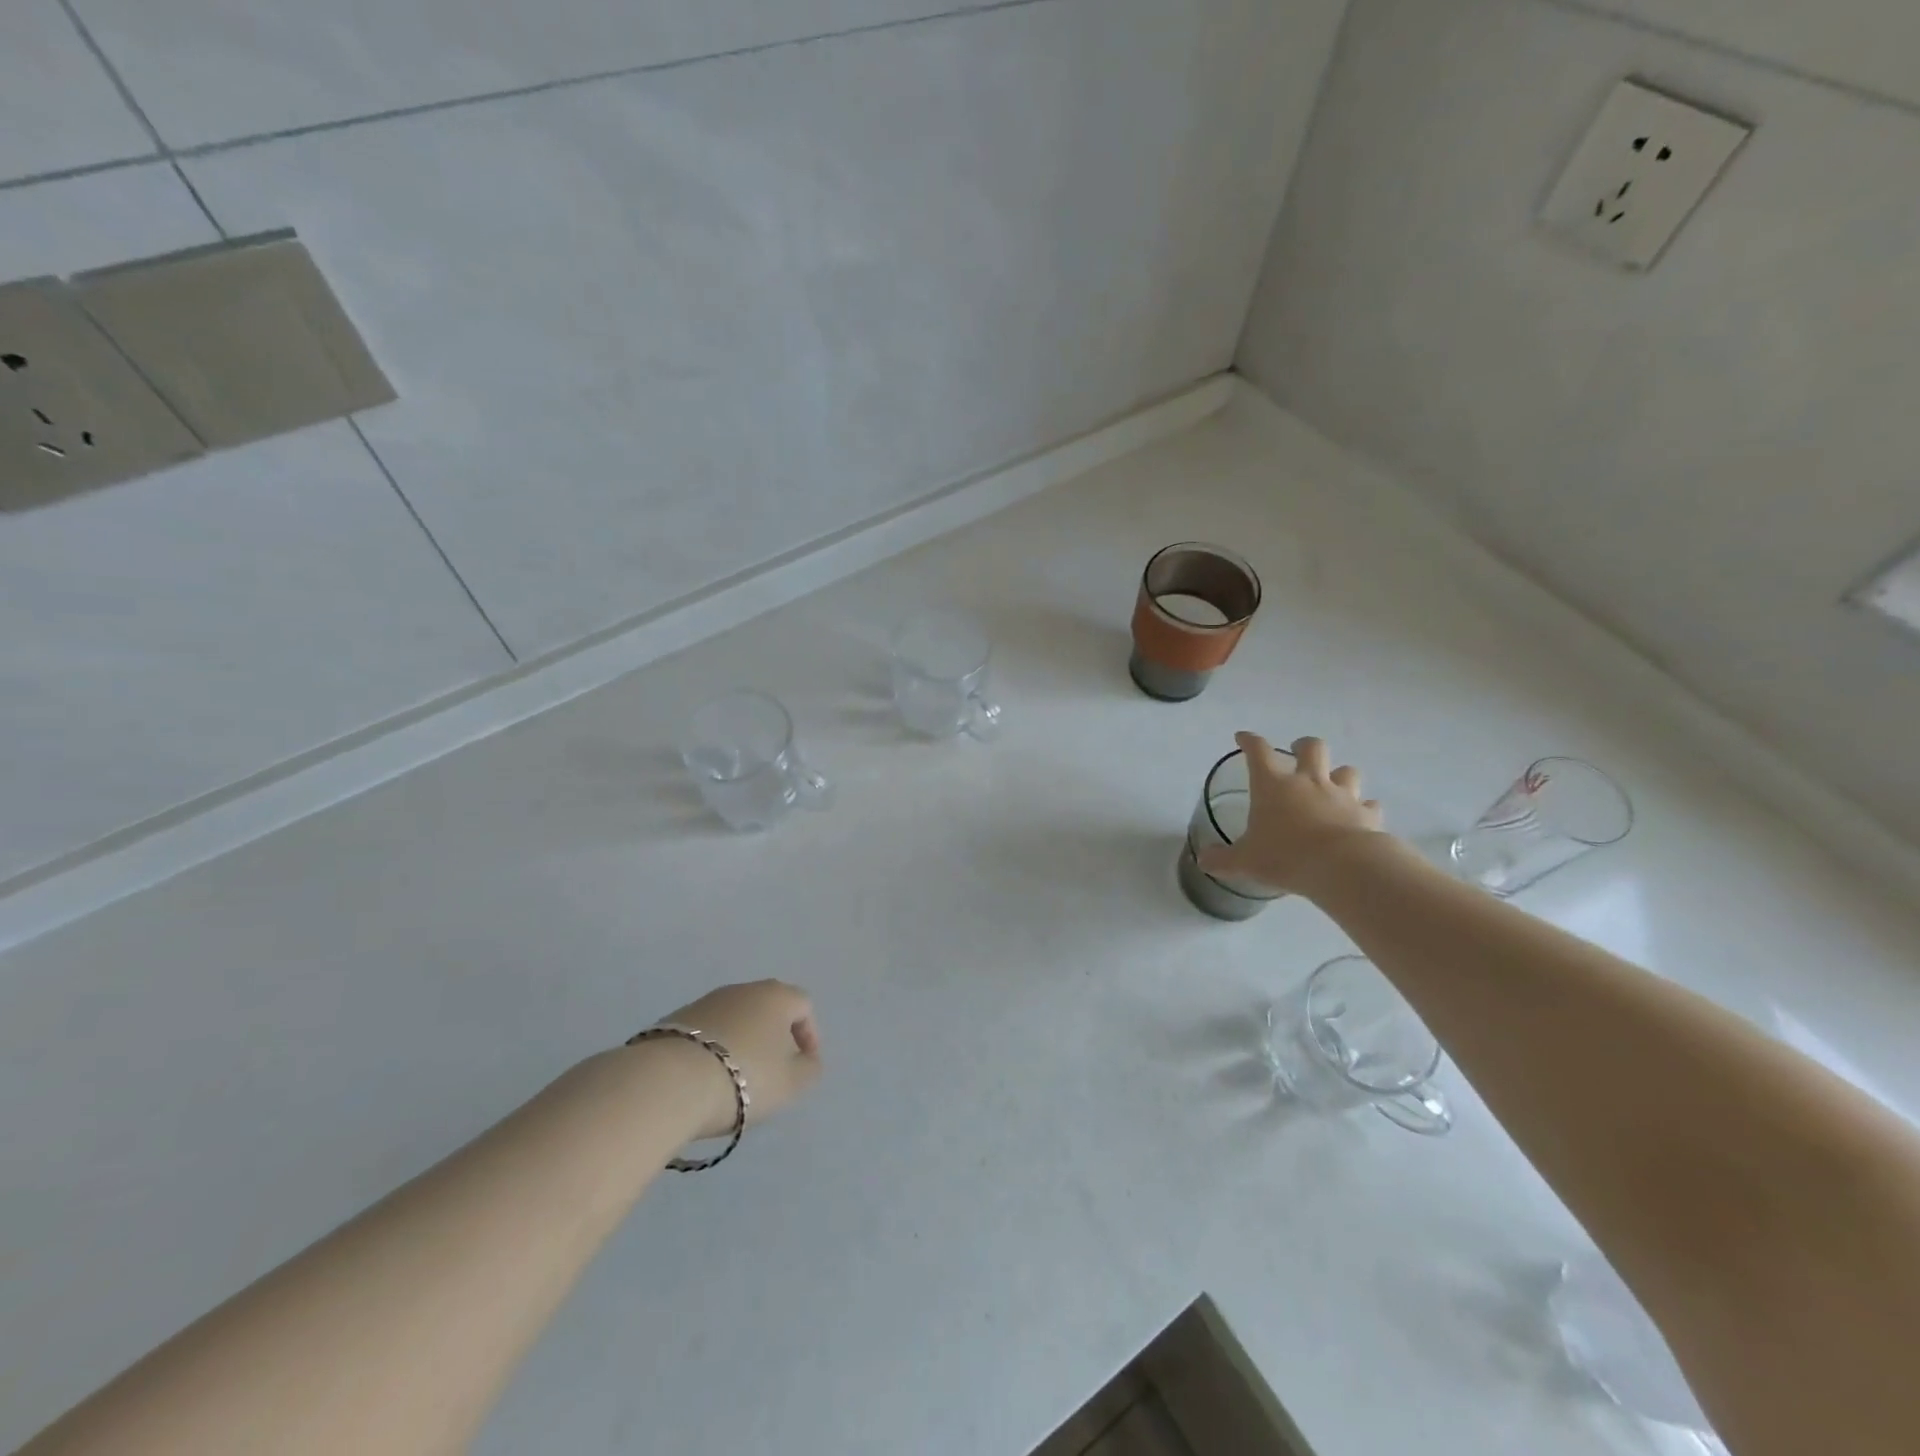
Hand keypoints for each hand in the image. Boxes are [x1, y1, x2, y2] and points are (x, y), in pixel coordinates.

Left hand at [655, 980, 822, 1139]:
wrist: (668, 1081)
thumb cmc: (744, 1077)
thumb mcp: (791, 1083)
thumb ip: (809, 1069)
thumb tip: (807, 1059)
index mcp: (776, 996)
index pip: (803, 1005)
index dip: (809, 1035)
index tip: (803, 1065)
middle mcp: (742, 989)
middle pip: (767, 1008)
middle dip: (773, 1037)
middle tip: (771, 1071)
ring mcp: (705, 1001)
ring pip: (735, 1019)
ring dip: (741, 1042)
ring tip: (735, 1079)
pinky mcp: (674, 1019)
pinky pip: (706, 1032)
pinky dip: (712, 1050)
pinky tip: (705, 1079)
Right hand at [1197, 733, 1384, 895]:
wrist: (1342, 867)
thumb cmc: (1285, 856)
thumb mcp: (1244, 862)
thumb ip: (1222, 859)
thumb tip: (1203, 860)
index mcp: (1273, 786)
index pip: (1258, 752)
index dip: (1249, 741)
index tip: (1243, 737)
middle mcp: (1308, 782)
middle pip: (1312, 748)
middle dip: (1304, 746)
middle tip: (1298, 753)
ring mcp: (1342, 795)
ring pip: (1347, 771)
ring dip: (1339, 775)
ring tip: (1333, 785)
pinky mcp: (1367, 814)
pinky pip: (1369, 805)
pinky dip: (1364, 808)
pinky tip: (1359, 817)